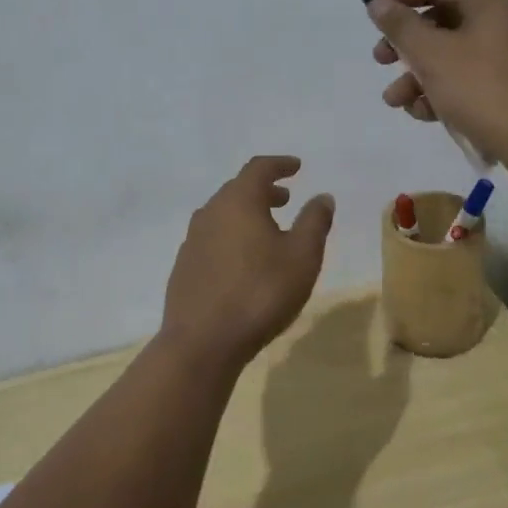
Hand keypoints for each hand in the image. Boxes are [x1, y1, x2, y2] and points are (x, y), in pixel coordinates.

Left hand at [161, 156, 336, 369]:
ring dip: (247, 214)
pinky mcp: (184, 266)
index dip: (279, 164)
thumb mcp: (302, 257)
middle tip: (285, 199)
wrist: (202, 342)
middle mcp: (210, 212)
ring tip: (268, 230)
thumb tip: (322, 196)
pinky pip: (212, 238)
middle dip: (264, 190)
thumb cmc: (260, 292)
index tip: (296, 167)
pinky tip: (243, 261)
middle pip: (238, 189)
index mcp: (238, 201)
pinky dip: (232, 236)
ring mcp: (192, 240)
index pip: (258, 168)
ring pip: (223, 214)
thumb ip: (314, 221)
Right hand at [366, 0, 507, 171]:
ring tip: (396, 100)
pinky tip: (423, 113)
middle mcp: (502, 18)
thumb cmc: (484, 89)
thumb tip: (378, 2)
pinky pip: (466, 76)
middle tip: (380, 60)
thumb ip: (400, 26)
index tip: (369, 9)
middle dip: (405, 44)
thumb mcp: (432, 55)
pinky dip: (441, 90)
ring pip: (449, 53)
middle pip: (440, 20)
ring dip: (417, 74)